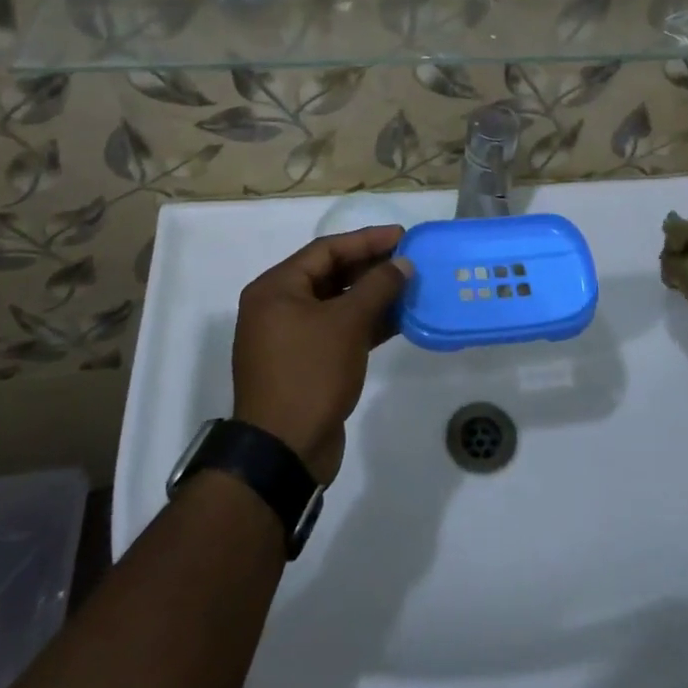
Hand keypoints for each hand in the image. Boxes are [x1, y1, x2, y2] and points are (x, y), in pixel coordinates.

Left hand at [232, 226, 412, 484]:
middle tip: (409, 259)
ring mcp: (291, 337)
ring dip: (373, 295)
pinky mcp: (307, 363)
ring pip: (338, 304)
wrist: (284, 452)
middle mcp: (279, 307)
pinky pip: (339, 330)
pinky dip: (367, 323)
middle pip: (331, 274)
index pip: (326, 250)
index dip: (366, 240)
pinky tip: (399, 319)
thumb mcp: (347, 324)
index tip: (402, 235)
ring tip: (411, 285)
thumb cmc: (310, 374)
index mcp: (276, 289)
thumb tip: (403, 263)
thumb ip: (377, 287)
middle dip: (371, 267)